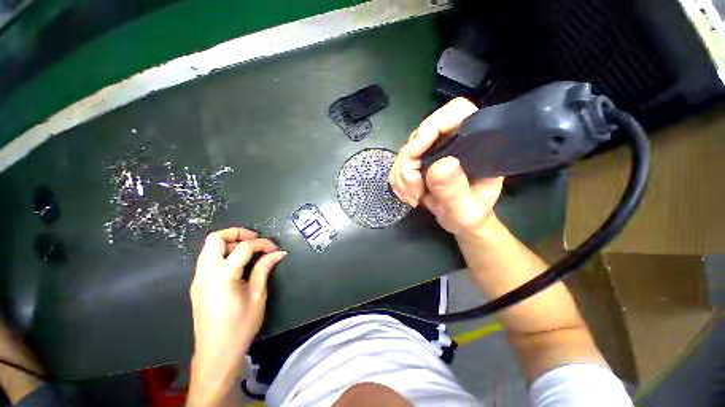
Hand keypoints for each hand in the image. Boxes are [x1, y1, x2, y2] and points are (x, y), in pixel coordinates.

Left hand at [189, 227, 286, 403]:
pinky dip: (223, 254)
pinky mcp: (197, 286)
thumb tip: (278, 253)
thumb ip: (265, 269)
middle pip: (215, 238)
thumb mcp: (258, 296)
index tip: (275, 249)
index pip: (243, 247)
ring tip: (249, 251)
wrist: (216, 354)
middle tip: (255, 240)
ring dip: (230, 243)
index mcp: (222, 276)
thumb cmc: (240, 327)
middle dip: (237, 233)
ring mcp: (198, 279)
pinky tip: (238, 264)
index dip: (262, 243)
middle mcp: (205, 273)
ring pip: (209, 248)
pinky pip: (208, 260)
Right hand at [389, 97, 503, 235]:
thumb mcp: (466, 208)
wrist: (458, 221)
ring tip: (413, 197)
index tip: (416, 153)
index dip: (431, 127)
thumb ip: (455, 188)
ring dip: (402, 177)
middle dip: (409, 165)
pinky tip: (407, 194)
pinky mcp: (419, 162)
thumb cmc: (470, 215)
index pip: (455, 113)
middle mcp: (450, 141)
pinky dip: (398, 181)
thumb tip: (441, 165)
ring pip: (404, 152)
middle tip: (414, 190)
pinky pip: (398, 165)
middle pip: (419, 136)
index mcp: (474, 143)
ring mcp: (432, 151)